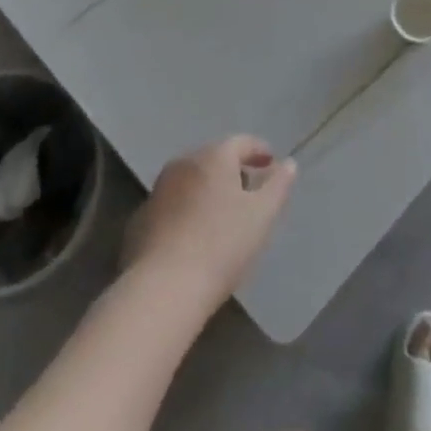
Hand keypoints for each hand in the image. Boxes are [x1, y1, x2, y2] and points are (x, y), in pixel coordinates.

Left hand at [123, 135, 296, 309]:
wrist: (164, 288)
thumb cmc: (222, 245)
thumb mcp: (262, 216)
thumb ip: (278, 186)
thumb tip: (289, 164)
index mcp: (213, 157)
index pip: (241, 142)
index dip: (258, 150)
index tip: (271, 162)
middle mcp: (183, 163)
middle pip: (213, 158)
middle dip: (233, 170)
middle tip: (249, 191)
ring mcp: (158, 190)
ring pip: (190, 180)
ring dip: (208, 190)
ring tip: (223, 214)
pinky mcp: (141, 219)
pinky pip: (172, 205)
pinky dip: (187, 210)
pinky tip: (194, 236)